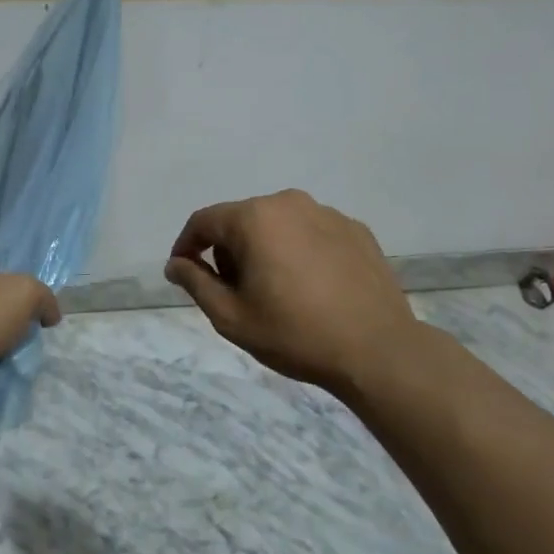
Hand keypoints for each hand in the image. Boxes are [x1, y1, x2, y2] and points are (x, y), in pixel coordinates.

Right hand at [165, 190, 418, 389]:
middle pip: (242, 220)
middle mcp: (289, 202)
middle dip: (229, 251)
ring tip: (277, 291)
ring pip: (278, 224)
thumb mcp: (231, 316)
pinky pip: (312, 233)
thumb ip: (196, 282)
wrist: (378, 350)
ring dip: (266, 249)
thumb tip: (176, 263)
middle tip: (234, 292)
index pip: (204, 221)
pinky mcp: (356, 229)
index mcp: (254, 218)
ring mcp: (327, 213)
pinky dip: (300, 251)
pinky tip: (312, 287)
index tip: (184, 273)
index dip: (186, 246)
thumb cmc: (295, 333)